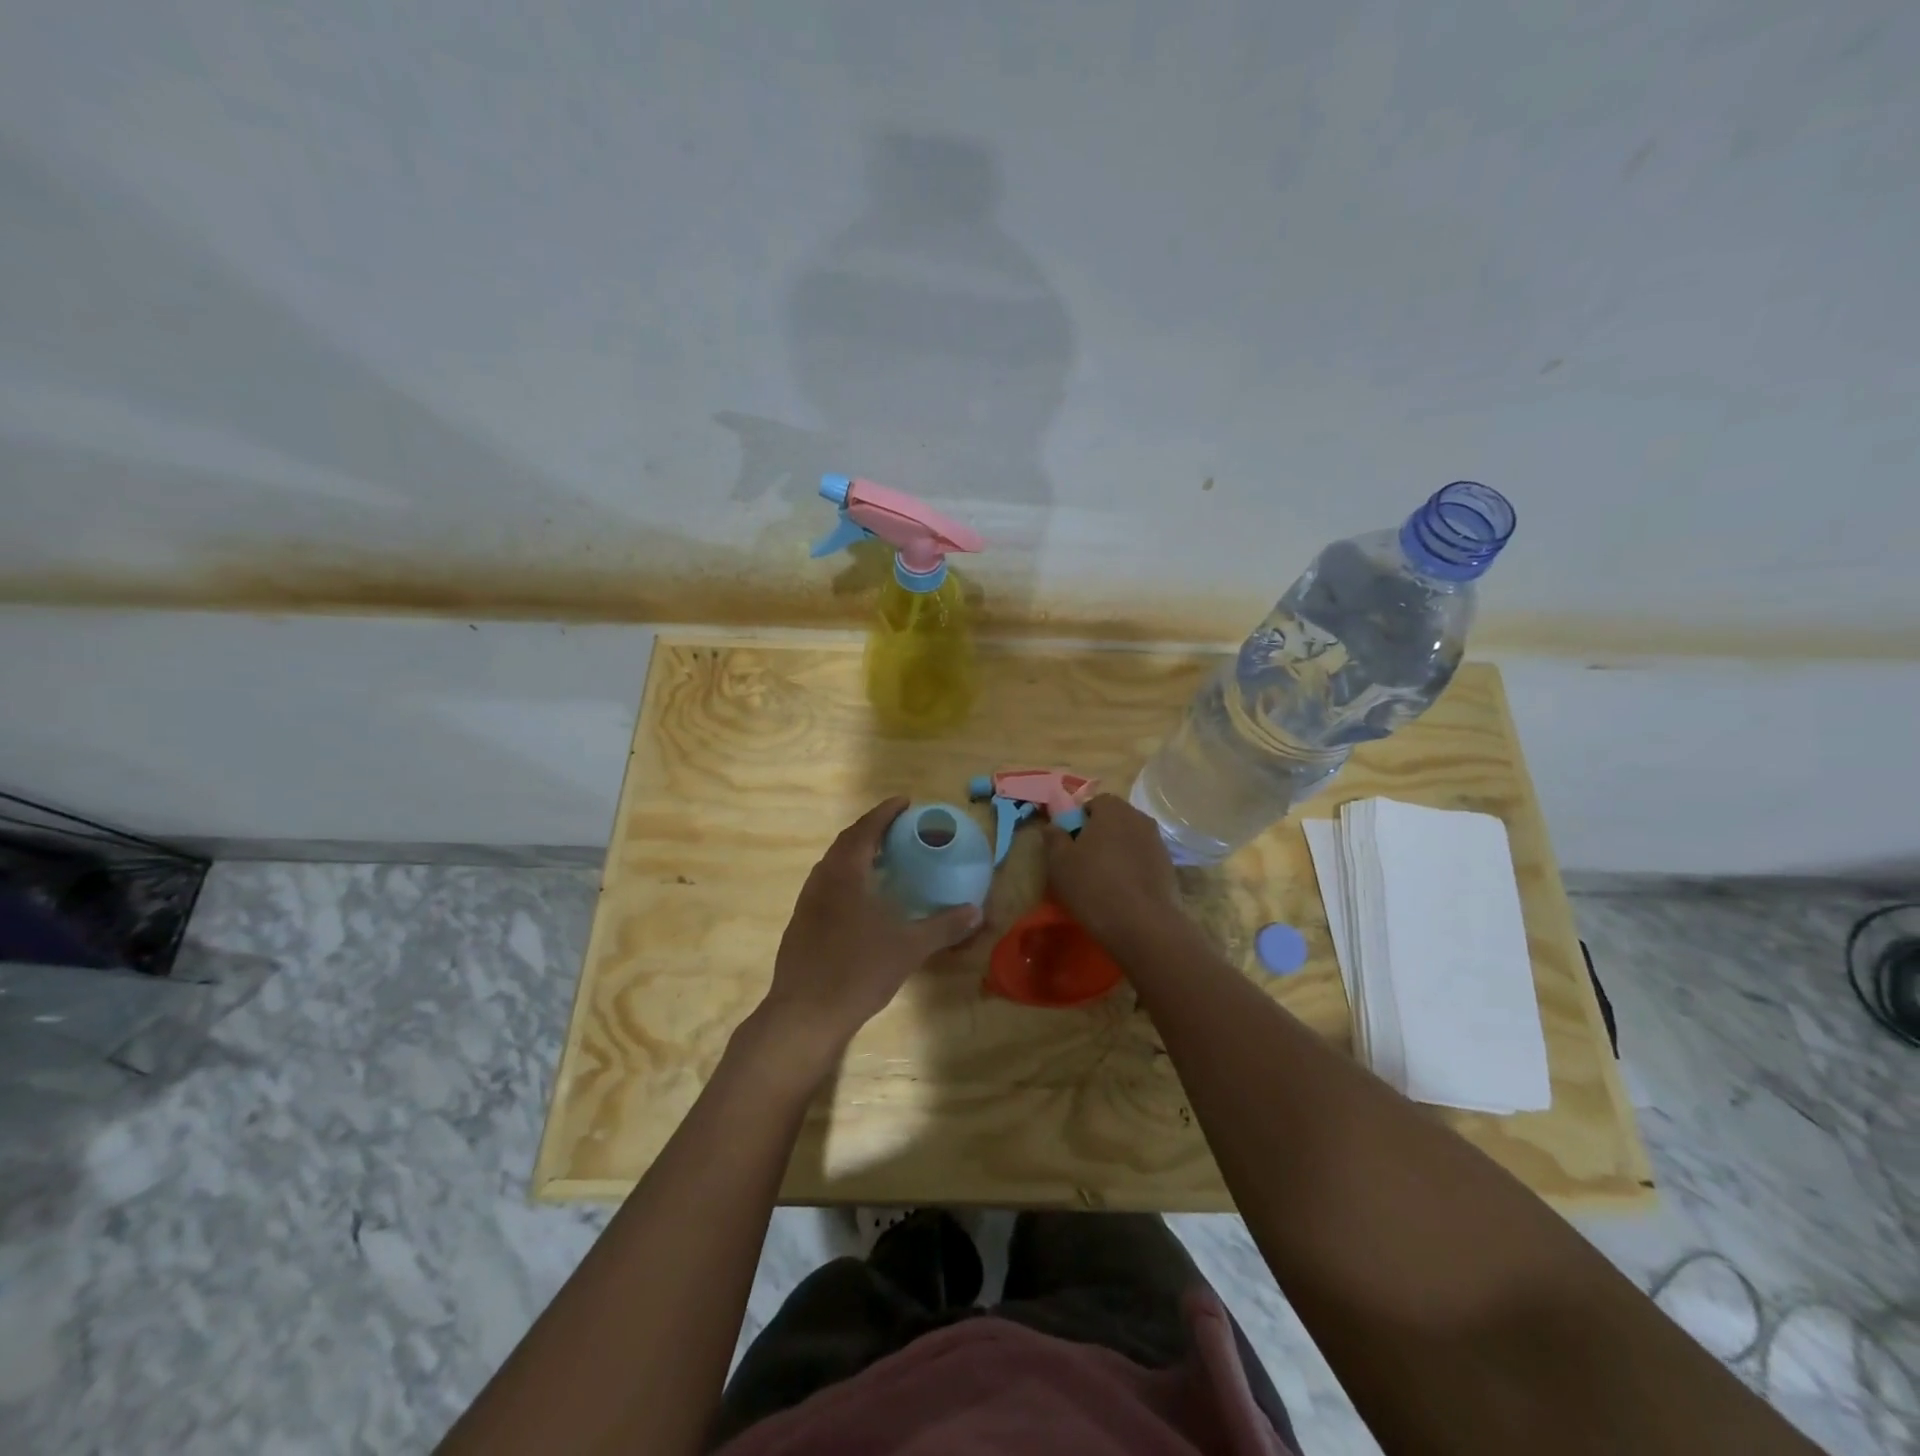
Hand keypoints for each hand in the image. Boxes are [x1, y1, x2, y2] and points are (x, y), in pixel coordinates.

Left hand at [753, 797, 980, 1080]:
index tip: (905, 802)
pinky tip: (861, 898)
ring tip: (882, 857)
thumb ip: (943, 927)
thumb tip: (977, 911)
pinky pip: (826, 885)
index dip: (885, 812)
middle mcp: (822, 880)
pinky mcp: (801, 923)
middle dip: (871, 829)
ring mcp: (807, 902)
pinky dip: (846, 877)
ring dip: (856, 853)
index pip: (865, 829)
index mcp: (845, 874)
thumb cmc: (857, 972)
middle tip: (897, 828)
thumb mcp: (908, 948)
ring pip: (833, 864)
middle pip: (846, 842)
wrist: (804, 1014)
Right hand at [1042, 794, 1186, 952]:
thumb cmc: (1093, 886)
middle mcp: (1139, 818)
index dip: (1080, 819)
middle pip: (1115, 819)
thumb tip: (1053, 826)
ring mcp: (1158, 842)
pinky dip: (1133, 867)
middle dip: (1100, 834)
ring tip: (1104, 878)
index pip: (1095, 802)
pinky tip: (1124, 890)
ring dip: (1118, 851)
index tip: (1071, 843)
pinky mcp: (1169, 866)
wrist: (1143, 924)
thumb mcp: (1060, 862)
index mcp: (1112, 809)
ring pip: (1130, 839)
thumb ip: (1054, 838)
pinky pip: (1144, 858)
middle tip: (1084, 860)